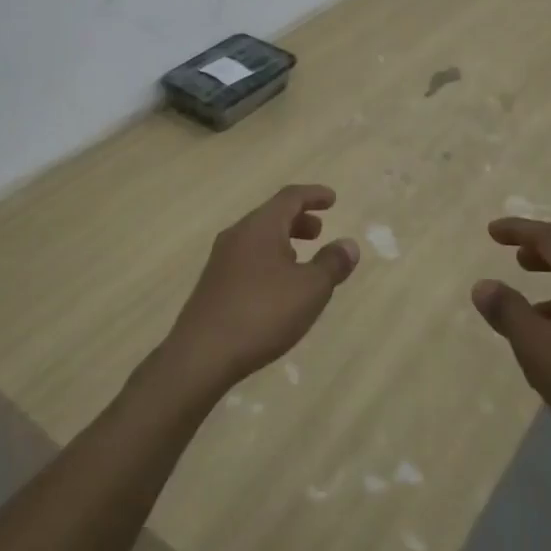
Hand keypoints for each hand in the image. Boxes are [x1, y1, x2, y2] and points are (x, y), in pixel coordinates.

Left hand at [162, 184, 359, 396]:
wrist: (201, 355)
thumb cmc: (262, 313)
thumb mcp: (309, 289)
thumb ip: (331, 264)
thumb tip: (348, 244)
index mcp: (260, 227)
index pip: (290, 197)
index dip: (313, 195)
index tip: (332, 198)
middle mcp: (237, 235)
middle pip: (271, 215)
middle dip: (298, 219)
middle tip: (320, 231)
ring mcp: (221, 260)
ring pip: (258, 238)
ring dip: (283, 241)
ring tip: (302, 259)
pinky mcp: (213, 284)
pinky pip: (247, 258)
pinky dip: (268, 259)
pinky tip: (276, 286)